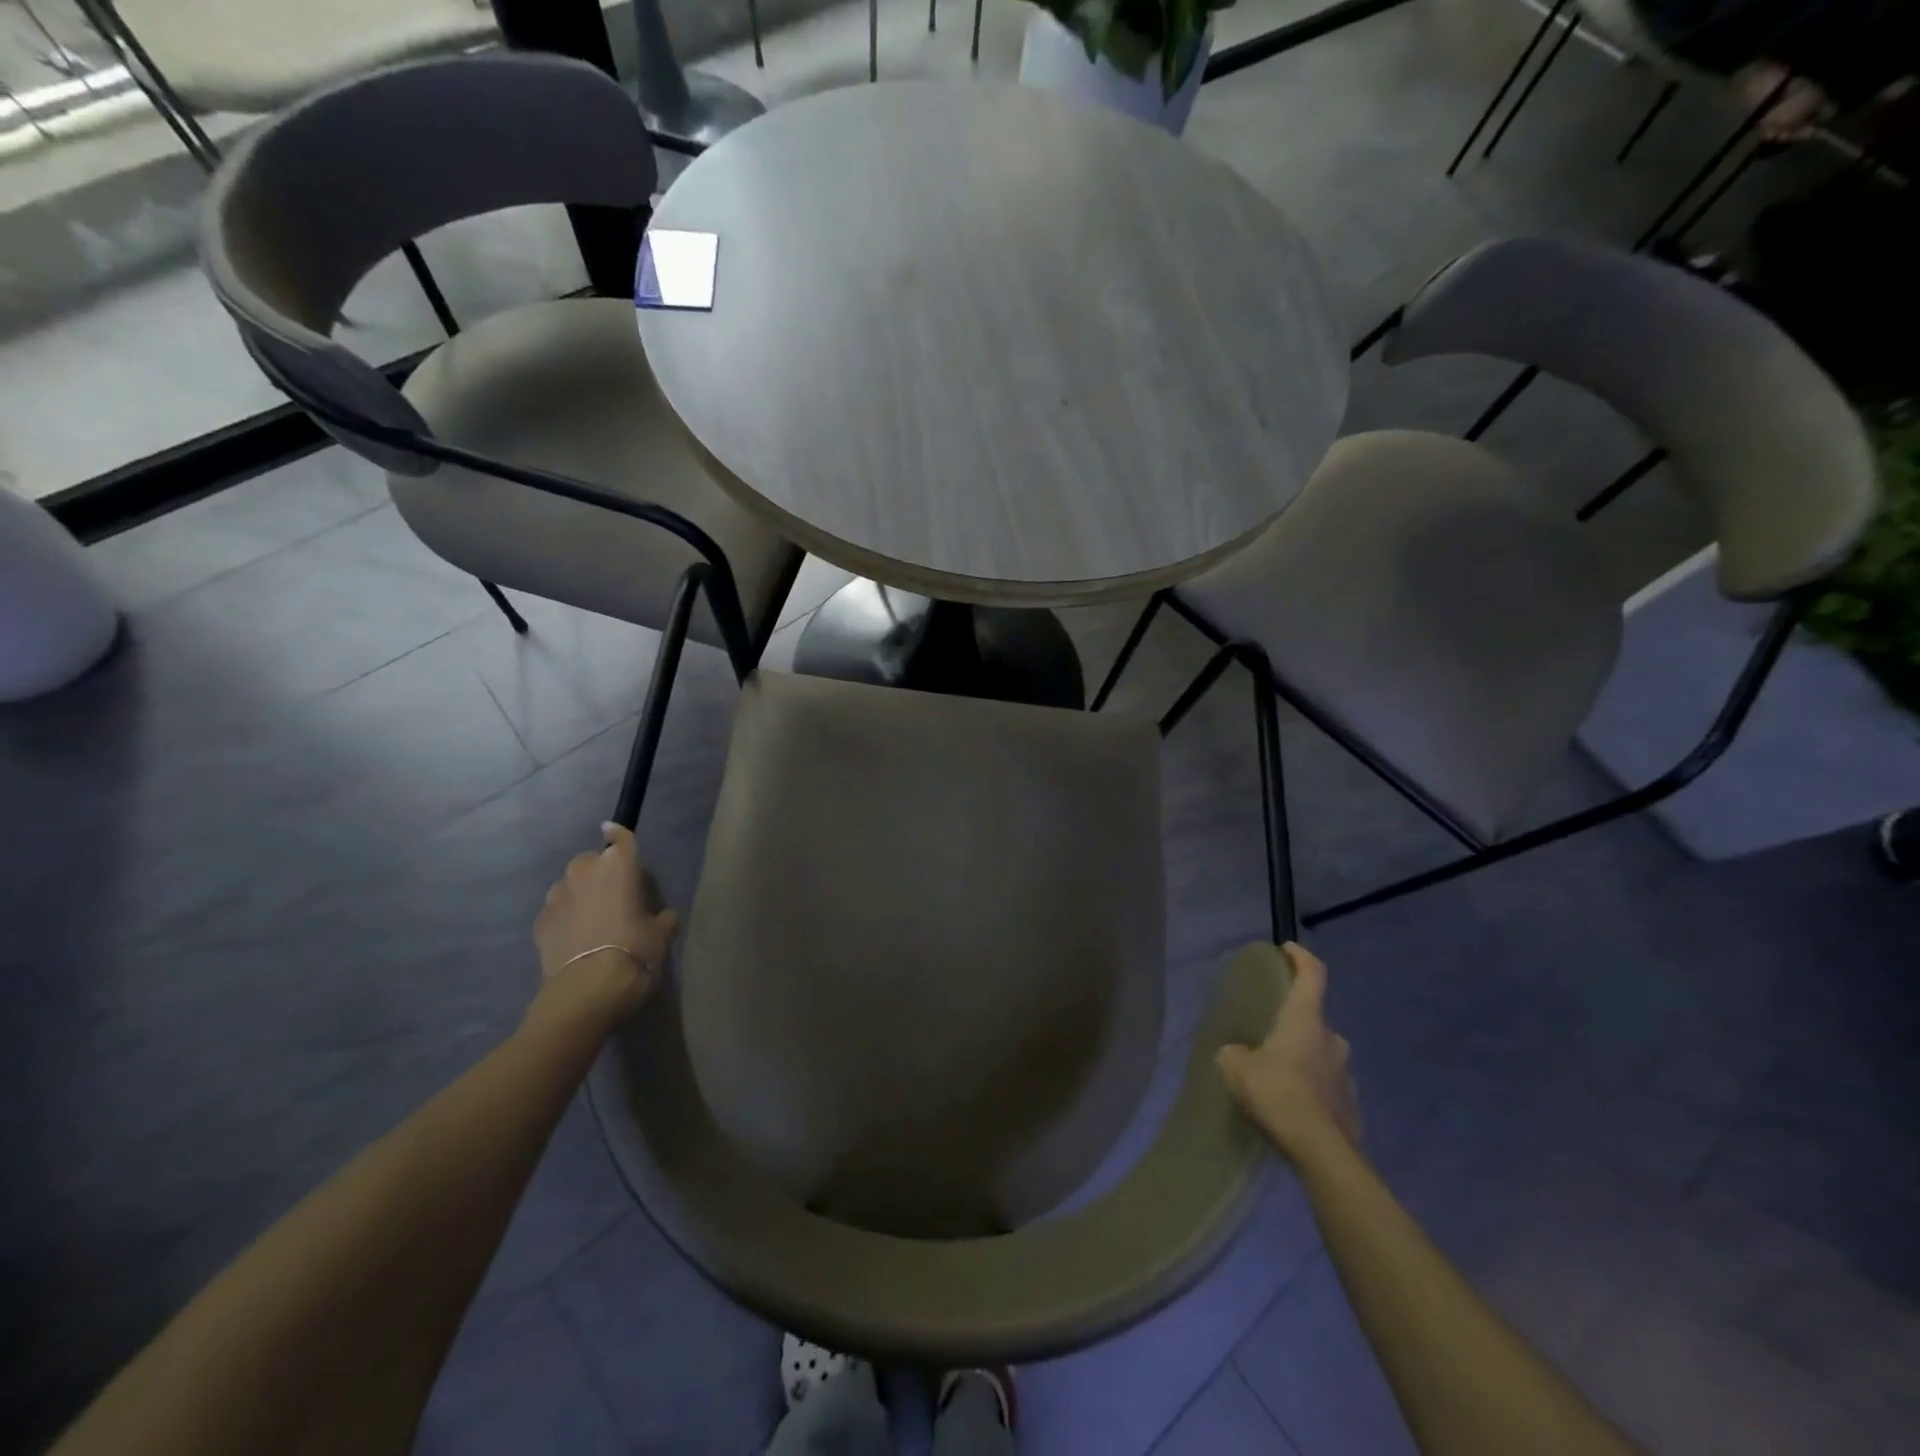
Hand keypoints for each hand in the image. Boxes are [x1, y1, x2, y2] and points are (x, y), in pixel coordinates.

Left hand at [531, 823, 678, 1026]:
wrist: (587, 991)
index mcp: (619, 867)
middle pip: (590, 860)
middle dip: (599, 871)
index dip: (619, 834)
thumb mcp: (661, 934)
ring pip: (569, 885)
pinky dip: (565, 917)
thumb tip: (660, 916)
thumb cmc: (635, 952)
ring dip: (579, 893)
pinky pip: (556, 910)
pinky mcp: (539, 923)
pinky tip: (575, 937)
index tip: (613, 831)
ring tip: (591, 918)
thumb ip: (659, 917)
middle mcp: (584, 872)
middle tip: (613, 893)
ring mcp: (557, 897)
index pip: (620, 838)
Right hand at [1216, 942, 1360, 1166]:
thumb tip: (1237, 1054)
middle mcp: (1332, 1040)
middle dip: (1295, 1022)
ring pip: (1322, 1055)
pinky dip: (1312, 1089)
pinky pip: (1327, 1087)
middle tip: (1271, 1032)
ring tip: (1280, 1074)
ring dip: (1304, 1058)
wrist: (1321, 1152)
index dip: (1301, 957)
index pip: (1312, 974)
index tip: (1288, 949)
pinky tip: (1293, 1106)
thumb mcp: (1236, 1067)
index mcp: (1305, 1019)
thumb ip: (1234, 1053)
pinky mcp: (1352, 1107)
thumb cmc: (1277, 1093)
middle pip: (1315, 1019)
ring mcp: (1346, 1074)